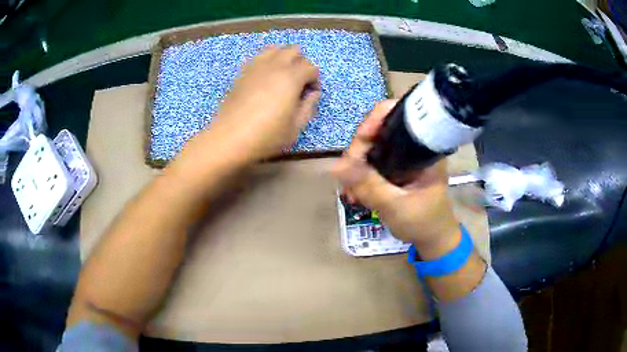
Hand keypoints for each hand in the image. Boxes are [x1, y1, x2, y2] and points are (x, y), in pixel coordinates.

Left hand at [197, 45, 319, 161]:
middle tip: (298, 83)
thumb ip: (309, 107)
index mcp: (291, 78)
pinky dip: (268, 60)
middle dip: (301, 63)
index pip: (311, 67)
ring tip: (283, 76)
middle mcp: (275, 65)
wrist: (229, 138)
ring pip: (276, 48)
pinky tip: (266, 76)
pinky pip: (259, 56)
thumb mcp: (295, 127)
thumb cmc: (266, 136)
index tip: (310, 94)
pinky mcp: (243, 72)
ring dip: (284, 57)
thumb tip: (313, 93)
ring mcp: (256, 66)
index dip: (315, 80)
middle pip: (294, 51)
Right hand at [333, 100, 461, 258]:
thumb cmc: (423, 222)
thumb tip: (337, 166)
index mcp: (424, 147)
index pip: (399, 115)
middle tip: (347, 177)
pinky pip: (372, 161)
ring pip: (372, 147)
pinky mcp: (395, 167)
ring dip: (355, 166)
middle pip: (379, 130)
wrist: (433, 238)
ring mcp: (403, 156)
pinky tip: (353, 192)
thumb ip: (369, 186)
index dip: (375, 120)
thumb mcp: (396, 206)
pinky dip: (360, 174)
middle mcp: (413, 145)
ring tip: (349, 192)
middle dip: (359, 151)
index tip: (359, 142)